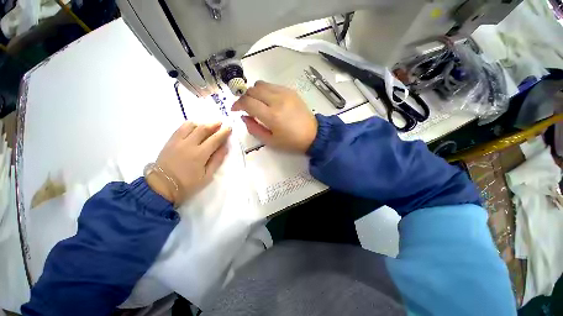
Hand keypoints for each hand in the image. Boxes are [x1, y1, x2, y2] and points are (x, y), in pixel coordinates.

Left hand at [146, 121, 231, 203]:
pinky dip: (189, 125)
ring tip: (207, 126)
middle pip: (203, 129)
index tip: (229, 128)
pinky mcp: (170, 142)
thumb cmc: (187, 184)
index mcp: (200, 154)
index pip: (215, 139)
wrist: (162, 186)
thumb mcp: (207, 176)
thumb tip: (225, 147)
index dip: (223, 133)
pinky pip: (180, 128)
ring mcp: (177, 141)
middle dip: (214, 125)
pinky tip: (193, 128)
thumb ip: (217, 160)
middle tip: (220, 123)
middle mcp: (189, 144)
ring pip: (190, 126)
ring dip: (201, 124)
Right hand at [232, 81, 317, 152]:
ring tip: (257, 103)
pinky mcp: (291, 91)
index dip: (237, 104)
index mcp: (271, 115)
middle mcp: (277, 100)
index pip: (247, 102)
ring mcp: (285, 93)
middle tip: (246, 107)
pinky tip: (269, 100)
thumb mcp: (270, 141)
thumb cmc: (291, 142)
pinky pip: (273, 85)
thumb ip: (254, 129)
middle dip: (245, 97)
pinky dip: (266, 91)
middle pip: (252, 90)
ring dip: (255, 92)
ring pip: (261, 84)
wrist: (313, 135)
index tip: (235, 110)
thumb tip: (244, 116)